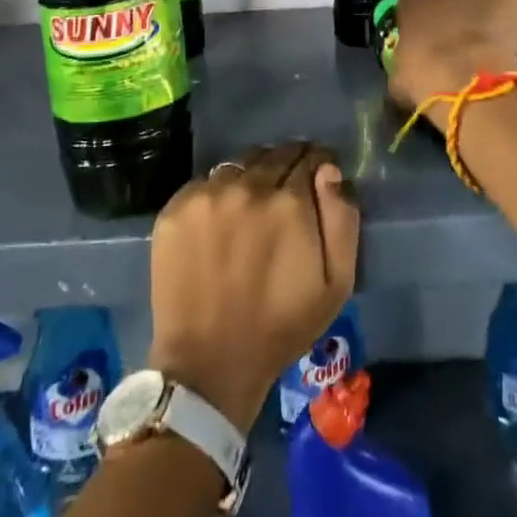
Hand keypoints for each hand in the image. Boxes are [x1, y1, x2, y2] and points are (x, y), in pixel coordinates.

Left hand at [146, 142, 360, 433]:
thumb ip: (342, 218)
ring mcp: (206, 195)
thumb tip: (330, 170)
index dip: (319, 165)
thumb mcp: (336, 283)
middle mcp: (247, 186)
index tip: (319, 179)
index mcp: (289, 202)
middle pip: (275, 155)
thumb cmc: (281, 326)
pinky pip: (206, 183)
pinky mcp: (175, 208)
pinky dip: (219, 192)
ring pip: (239, 165)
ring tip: (253, 205)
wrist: (209, 362)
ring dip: (252, 176)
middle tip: (288, 191)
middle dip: (288, 165)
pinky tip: (221, 220)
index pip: (310, 158)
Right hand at [387, 0, 516, 119]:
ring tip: (496, 45)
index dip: (431, 21)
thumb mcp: (401, 76)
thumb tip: (408, 72)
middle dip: (460, 12)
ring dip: (488, 13)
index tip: (438, 41)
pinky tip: (516, 42)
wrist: (467, 75)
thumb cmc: (425, 77)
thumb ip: (405, 63)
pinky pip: (513, 1)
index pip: (419, 2)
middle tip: (467, 42)